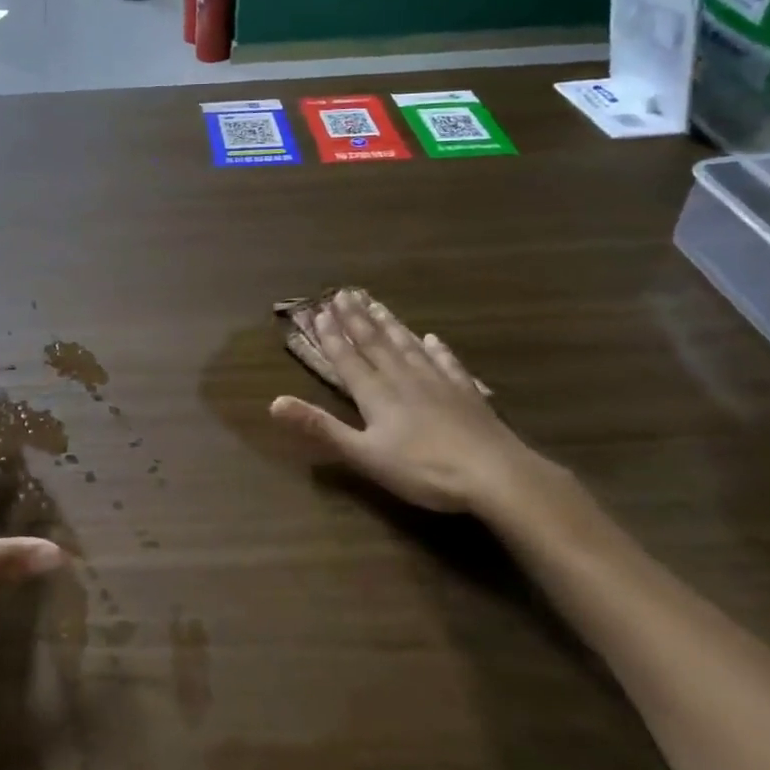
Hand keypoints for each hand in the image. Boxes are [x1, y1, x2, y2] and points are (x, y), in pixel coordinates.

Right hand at [269, 290, 554, 517]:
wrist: (495, 475)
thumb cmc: (423, 469)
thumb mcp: (363, 454)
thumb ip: (320, 427)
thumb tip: (274, 403)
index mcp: (376, 394)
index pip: (347, 359)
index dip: (331, 336)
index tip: (318, 311)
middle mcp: (403, 379)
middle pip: (375, 344)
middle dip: (355, 320)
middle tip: (342, 294)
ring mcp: (437, 383)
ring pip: (407, 346)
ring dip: (389, 325)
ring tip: (376, 304)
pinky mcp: (466, 393)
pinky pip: (446, 363)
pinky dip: (436, 349)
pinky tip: (432, 338)